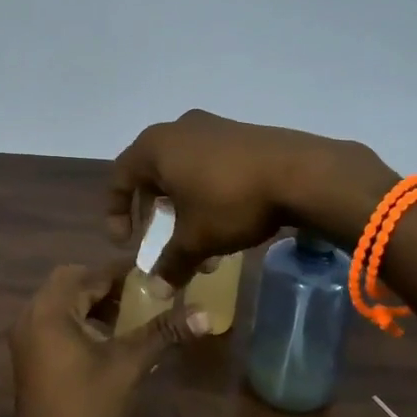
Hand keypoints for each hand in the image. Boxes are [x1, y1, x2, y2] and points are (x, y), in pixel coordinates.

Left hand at [7, 263, 207, 416]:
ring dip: (92, 303)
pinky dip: (78, 320)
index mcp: (51, 309)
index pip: (90, 274)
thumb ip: (163, 332)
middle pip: (71, 282)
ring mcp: (26, 336)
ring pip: (61, 303)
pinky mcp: (28, 355)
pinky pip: (54, 321)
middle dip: (105, 286)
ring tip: (127, 317)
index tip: (154, 276)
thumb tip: (205, 314)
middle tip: (139, 296)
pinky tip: (104, 340)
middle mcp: (32, 315)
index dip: (123, 274)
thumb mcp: (129, 365)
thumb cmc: (87, 407)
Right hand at [108, 110, 396, 284]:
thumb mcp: (196, 239)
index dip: (116, 213)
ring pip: (184, 171)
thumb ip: (170, 263)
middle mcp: (177, 129)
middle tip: (160, 241)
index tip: (126, 243)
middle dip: (156, 214)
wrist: (301, 172)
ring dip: (184, 209)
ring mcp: (211, 127)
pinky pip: (209, 164)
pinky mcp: (240, 133)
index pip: (119, 178)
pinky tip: (225, 221)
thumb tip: (156, 289)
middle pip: (152, 174)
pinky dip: (206, 193)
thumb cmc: (230, 201)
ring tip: (201, 244)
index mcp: (154, 147)